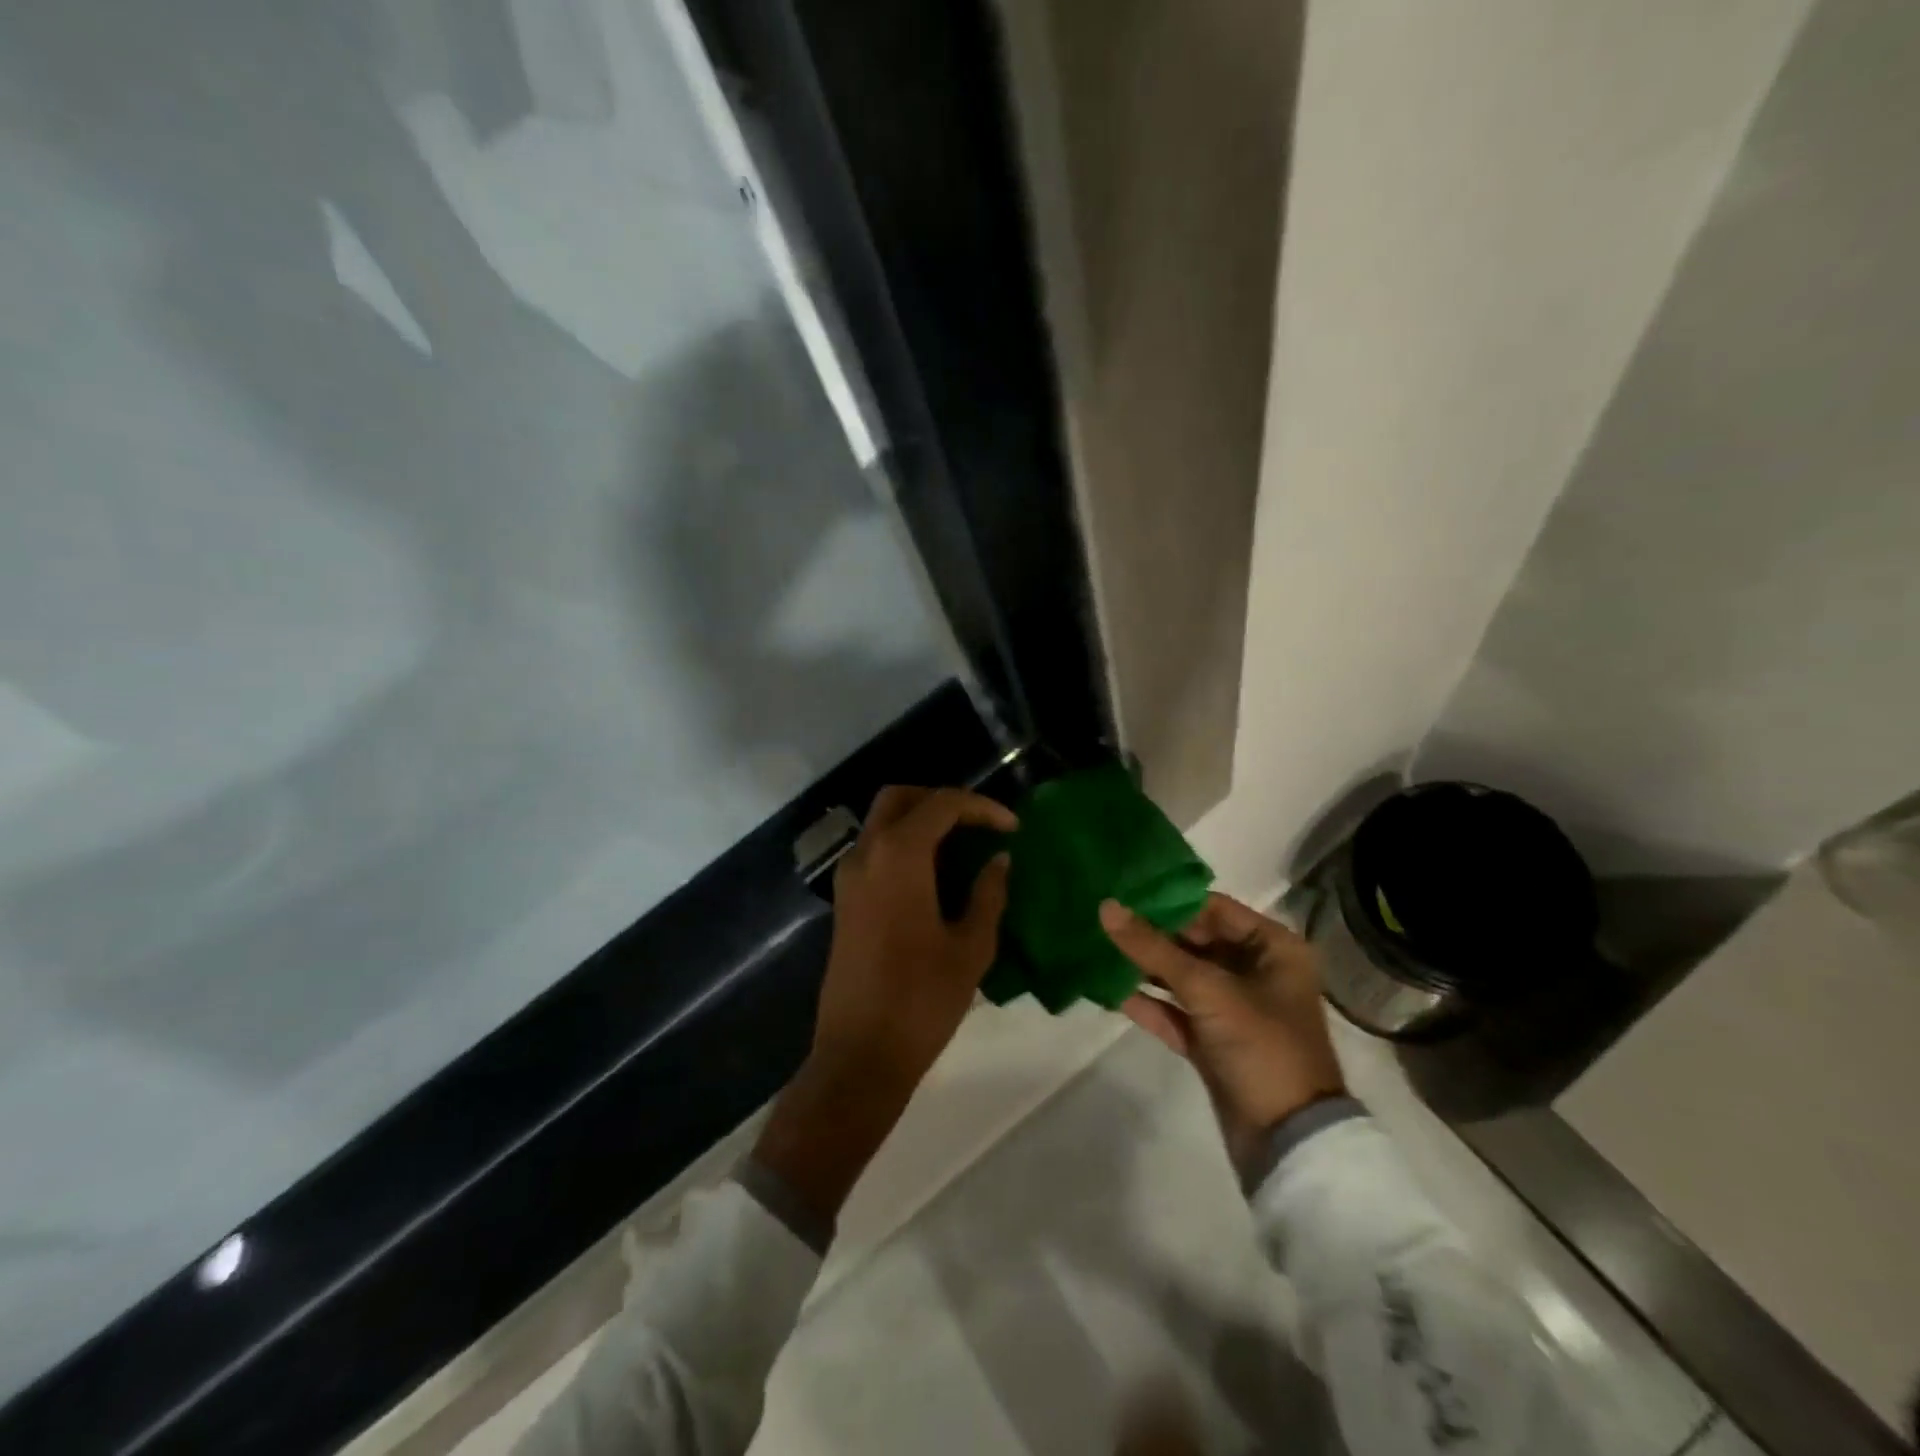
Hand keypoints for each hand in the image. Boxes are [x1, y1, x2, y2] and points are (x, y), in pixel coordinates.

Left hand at [754, 786, 1016, 1224]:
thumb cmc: (922, 1000)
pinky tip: (937, 874)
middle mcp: (866, 854)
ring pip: (882, 821)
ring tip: (964, 847)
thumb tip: (999, 861)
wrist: (860, 1054)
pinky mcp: (845, 900)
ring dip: (921, 821)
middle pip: (900, 798)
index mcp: (899, 855)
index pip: (942, 804)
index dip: (982, 807)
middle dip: (942, 800)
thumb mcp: (971, 946)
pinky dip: (905, 844)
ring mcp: (849, 876)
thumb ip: (988, 894)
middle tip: (980, 824)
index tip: (1013, 828)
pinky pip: (875, 850)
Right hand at [1100, 893, 1345, 1174]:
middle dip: (1151, 934)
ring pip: (1182, 977)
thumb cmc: (1261, 1046)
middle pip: (1195, 941)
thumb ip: (1152, 948)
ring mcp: (1234, 1009)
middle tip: (1103, 919)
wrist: (1289, 1141)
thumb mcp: (1206, 989)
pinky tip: (1110, 992)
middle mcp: (1256, 971)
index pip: (1213, 909)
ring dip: (1145, 968)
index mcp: (1273, 948)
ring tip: (1099, 949)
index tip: (1124, 893)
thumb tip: (1106, 906)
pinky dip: (1149, 1004)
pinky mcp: (1215, 1042)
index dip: (1169, 902)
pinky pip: (1176, 1012)